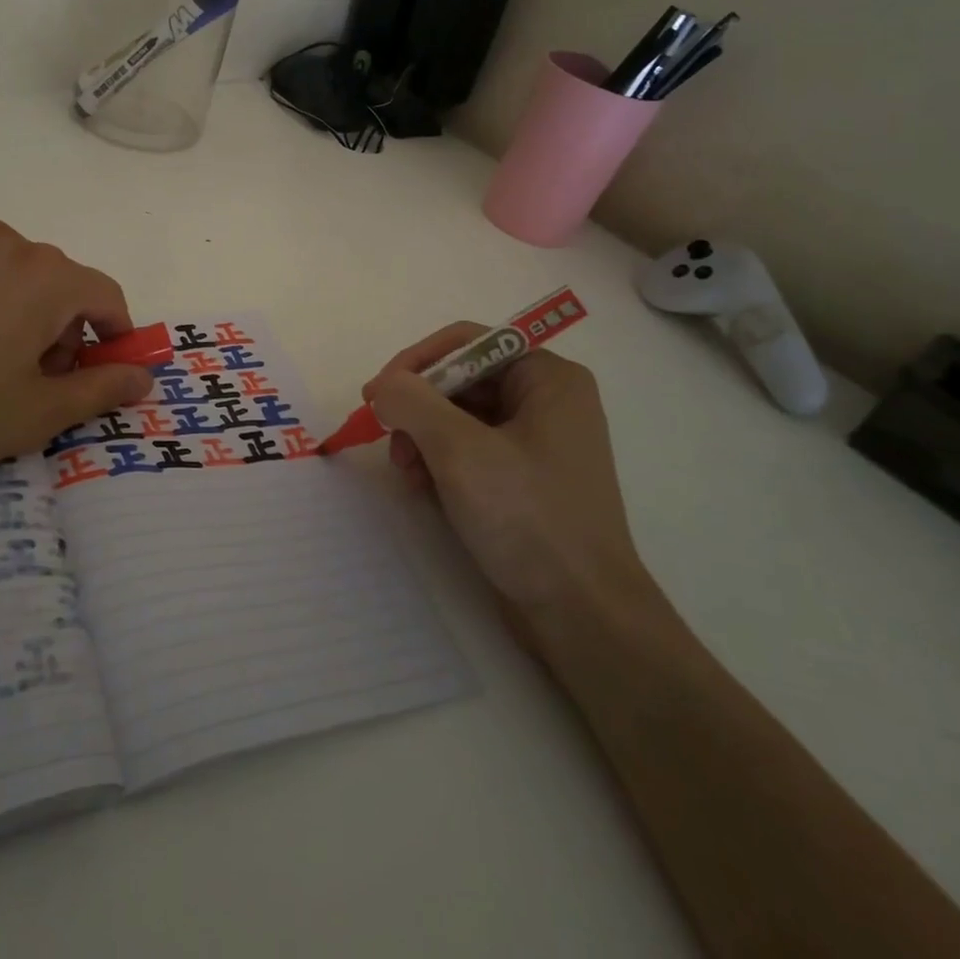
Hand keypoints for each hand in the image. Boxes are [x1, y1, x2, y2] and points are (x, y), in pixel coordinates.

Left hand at [0, 221, 153, 513]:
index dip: (114, 335)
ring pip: (8, 270)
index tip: (99, 371)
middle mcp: (5, 243)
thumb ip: (102, 388)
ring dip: (15, 305)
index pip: (106, 296)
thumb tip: (144, 376)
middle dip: (60, 325)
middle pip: (57, 281)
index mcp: (46, 277)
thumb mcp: (37, 413)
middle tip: (31, 377)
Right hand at [364, 329, 653, 636]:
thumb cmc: (528, 518)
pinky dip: (440, 462)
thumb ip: (411, 402)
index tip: (376, 395)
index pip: (467, 342)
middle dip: (418, 409)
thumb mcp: (460, 450)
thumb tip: (382, 386)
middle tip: (389, 440)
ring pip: (459, 418)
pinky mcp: (524, 480)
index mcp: (548, 378)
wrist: (583, 616)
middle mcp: (547, 401)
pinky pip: (470, 450)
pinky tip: (425, 489)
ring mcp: (537, 443)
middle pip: (460, 380)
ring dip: (423, 438)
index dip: (416, 362)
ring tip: (408, 472)